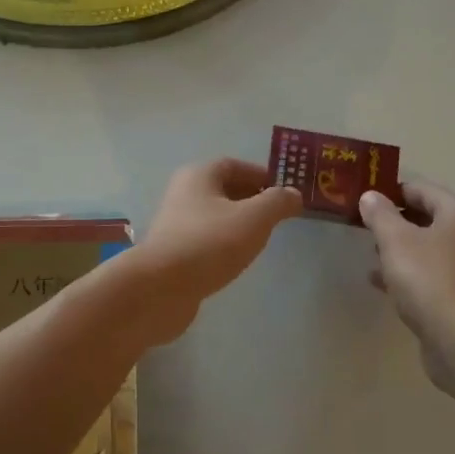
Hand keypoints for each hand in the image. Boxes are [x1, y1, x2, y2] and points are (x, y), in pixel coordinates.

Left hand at [136, 159, 303, 341]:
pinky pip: (205, 240)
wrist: (161, 287)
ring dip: (237, 223)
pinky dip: (223, 244)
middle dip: (251, 199)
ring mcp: (175, 225)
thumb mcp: (254, 218)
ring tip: (261, 239)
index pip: (234, 166)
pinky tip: (236, 259)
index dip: (261, 176)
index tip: (284, 193)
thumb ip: (277, 202)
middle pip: (223, 190)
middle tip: (277, 217)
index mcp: (199, 176)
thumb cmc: (209, 243)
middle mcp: (183, 194)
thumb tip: (293, 194)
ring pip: (214, 217)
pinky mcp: (173, 252)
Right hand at [360, 180, 454, 399]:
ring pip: (427, 246)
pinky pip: (431, 272)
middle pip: (426, 217)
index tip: (361, 200)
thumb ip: (380, 214)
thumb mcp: (396, 242)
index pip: (421, 189)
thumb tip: (371, 196)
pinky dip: (408, 271)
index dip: (390, 191)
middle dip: (393, 221)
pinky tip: (381, 281)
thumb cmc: (430, 281)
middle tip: (361, 227)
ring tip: (369, 254)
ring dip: (399, 248)